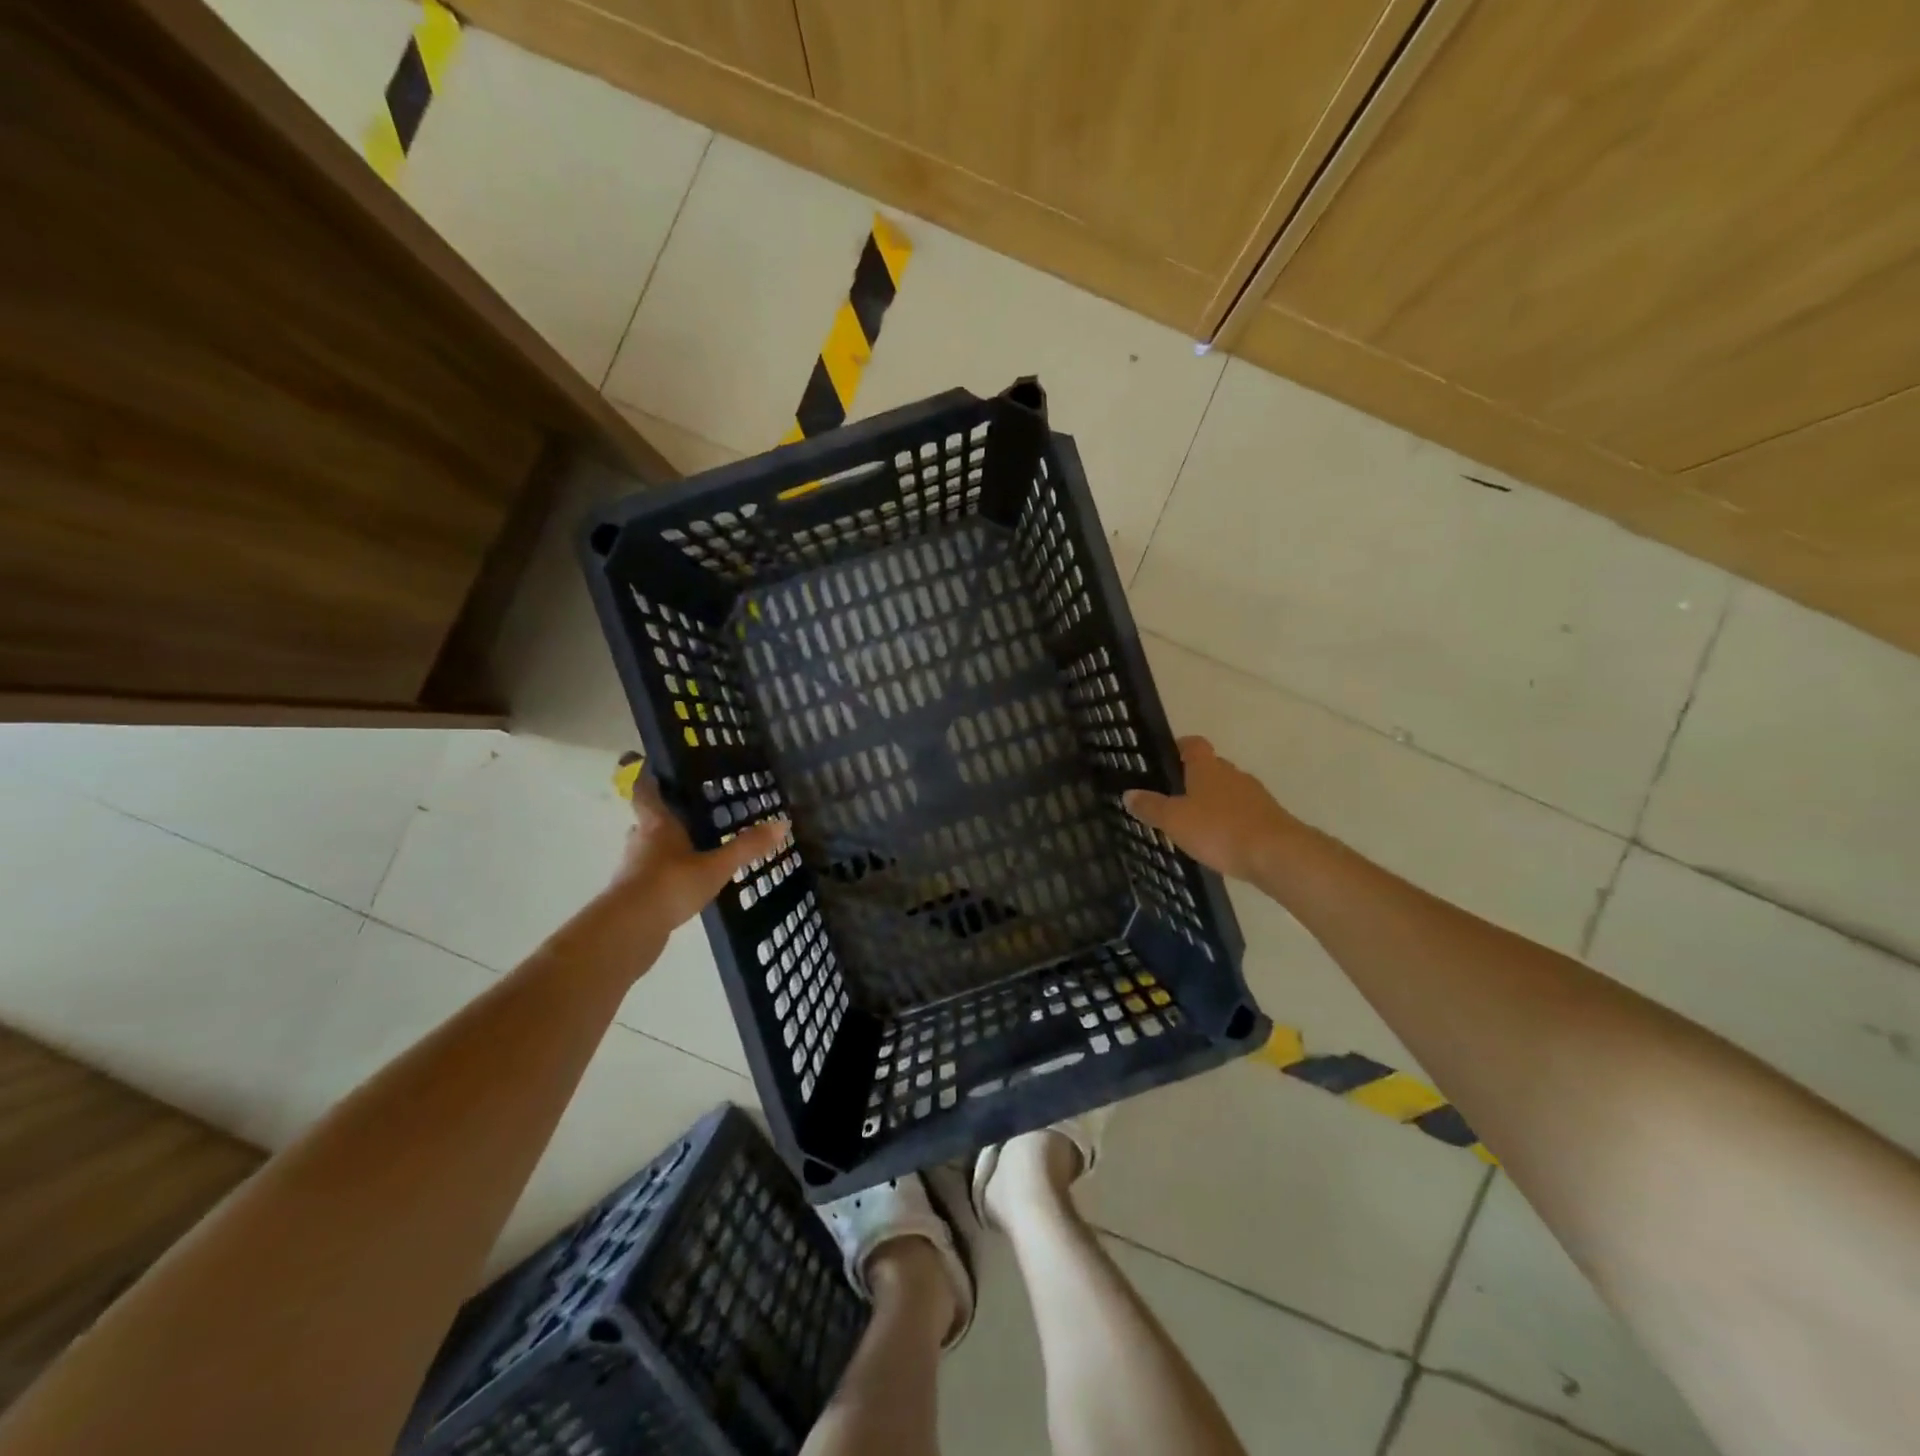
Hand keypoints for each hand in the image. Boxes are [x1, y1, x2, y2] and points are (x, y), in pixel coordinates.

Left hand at [610, 772, 789, 931]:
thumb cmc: (671, 885)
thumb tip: (782, 822)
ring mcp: (634, 868)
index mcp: (657, 824)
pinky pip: (651, 874)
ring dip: (666, 846)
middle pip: (649, 820)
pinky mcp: (633, 893)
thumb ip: (747, 847)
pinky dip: (665, 873)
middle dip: (667, 816)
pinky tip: (685, 882)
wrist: (629, 929)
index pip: (646, 791)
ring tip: (694, 847)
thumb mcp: (716, 866)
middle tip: (691, 812)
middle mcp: (641, 840)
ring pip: (650, 848)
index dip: (649, 777)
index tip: (654, 766)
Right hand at [1123, 736, 1300, 882]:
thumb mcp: (1175, 820)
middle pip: (1211, 767)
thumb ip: (1151, 807)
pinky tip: (1219, 840)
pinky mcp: (1268, 818)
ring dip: (1213, 801)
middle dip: (1194, 778)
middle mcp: (1232, 774)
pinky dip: (1229, 821)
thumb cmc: (1219, 829)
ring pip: (1228, 791)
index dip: (1179, 747)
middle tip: (1173, 796)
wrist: (1277, 854)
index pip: (1193, 744)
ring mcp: (1255, 795)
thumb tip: (1128, 793)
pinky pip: (1242, 813)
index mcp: (1207, 767)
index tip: (1166, 757)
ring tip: (1194, 822)